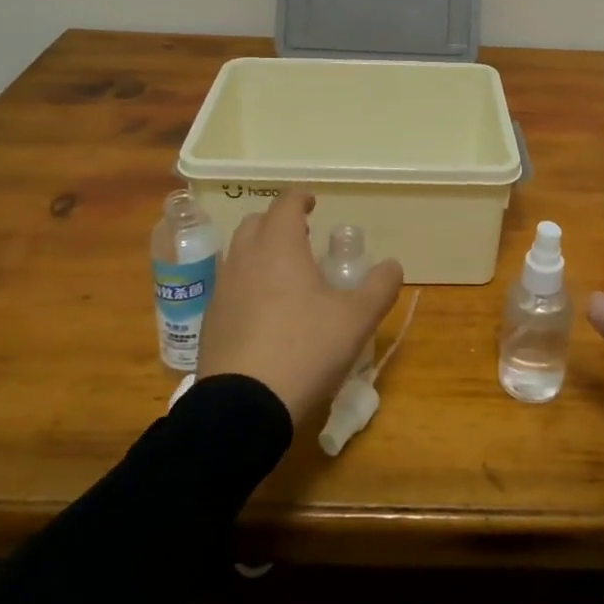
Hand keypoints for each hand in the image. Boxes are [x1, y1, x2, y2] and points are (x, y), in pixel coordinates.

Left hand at [196, 188, 403, 423]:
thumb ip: (379, 287)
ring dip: (260, 251)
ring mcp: (223, 289)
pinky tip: (264, 311)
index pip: (285, 204)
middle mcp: (245, 258)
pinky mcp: (211, 320)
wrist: (242, 405)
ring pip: (239, 253)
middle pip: (256, 223)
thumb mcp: (356, 319)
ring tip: (285, 273)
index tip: (312, 202)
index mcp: (279, 247)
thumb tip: (392, 265)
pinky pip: (230, 285)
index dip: (300, 198)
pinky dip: (247, 283)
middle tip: (301, 237)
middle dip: (277, 222)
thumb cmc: (304, 349)